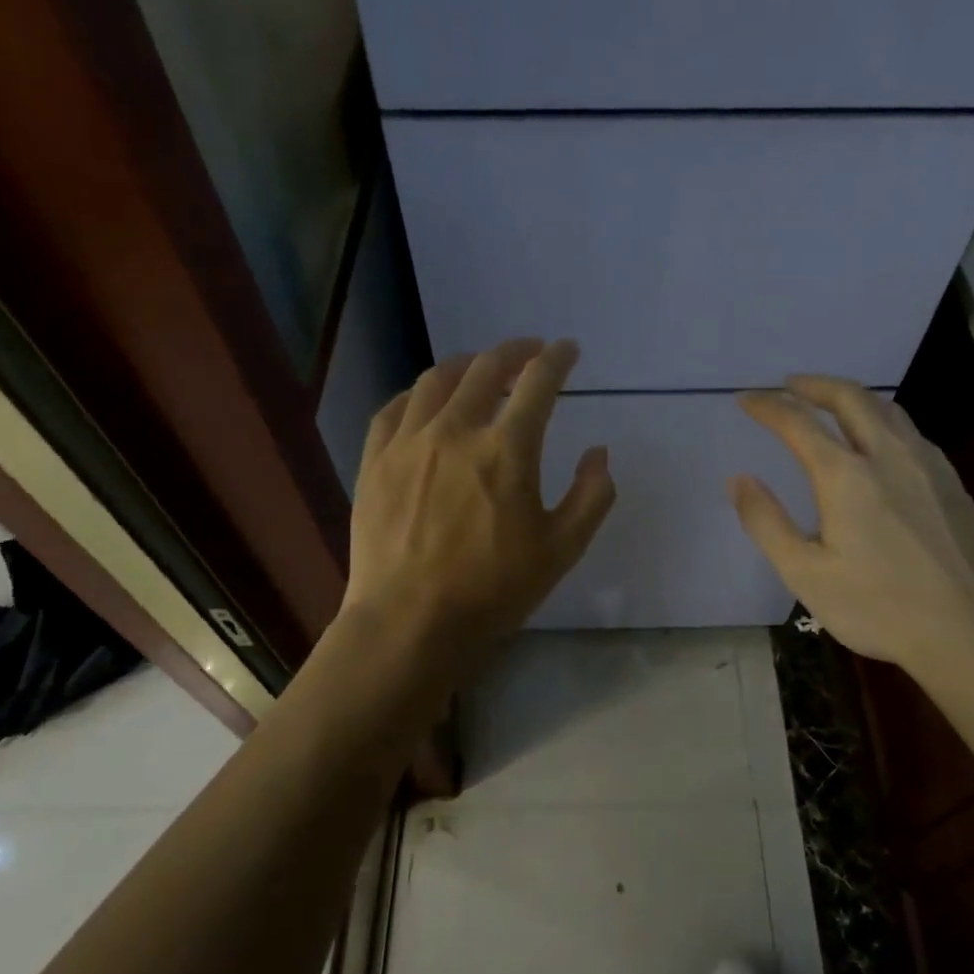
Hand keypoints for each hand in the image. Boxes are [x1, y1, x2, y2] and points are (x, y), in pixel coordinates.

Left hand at [340, 337, 615, 680]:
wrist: (410, 623)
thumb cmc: (493, 591)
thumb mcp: (562, 550)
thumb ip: (592, 496)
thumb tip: (598, 453)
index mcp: (507, 449)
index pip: (539, 382)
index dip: (558, 359)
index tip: (568, 350)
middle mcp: (455, 430)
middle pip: (486, 368)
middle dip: (515, 351)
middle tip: (530, 351)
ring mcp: (408, 442)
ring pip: (437, 380)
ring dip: (466, 364)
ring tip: (480, 367)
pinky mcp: (375, 461)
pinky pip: (394, 409)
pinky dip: (418, 394)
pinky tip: (425, 401)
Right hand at [730, 376, 973, 676]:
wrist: (969, 632)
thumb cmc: (877, 607)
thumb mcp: (805, 573)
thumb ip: (766, 522)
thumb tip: (739, 480)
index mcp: (845, 476)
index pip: (797, 423)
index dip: (768, 406)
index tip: (746, 399)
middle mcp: (888, 455)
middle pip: (850, 398)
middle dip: (815, 385)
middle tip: (790, 384)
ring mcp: (927, 465)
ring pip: (887, 410)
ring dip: (852, 397)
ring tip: (832, 402)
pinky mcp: (952, 483)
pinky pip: (911, 431)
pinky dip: (883, 419)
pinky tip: (881, 441)